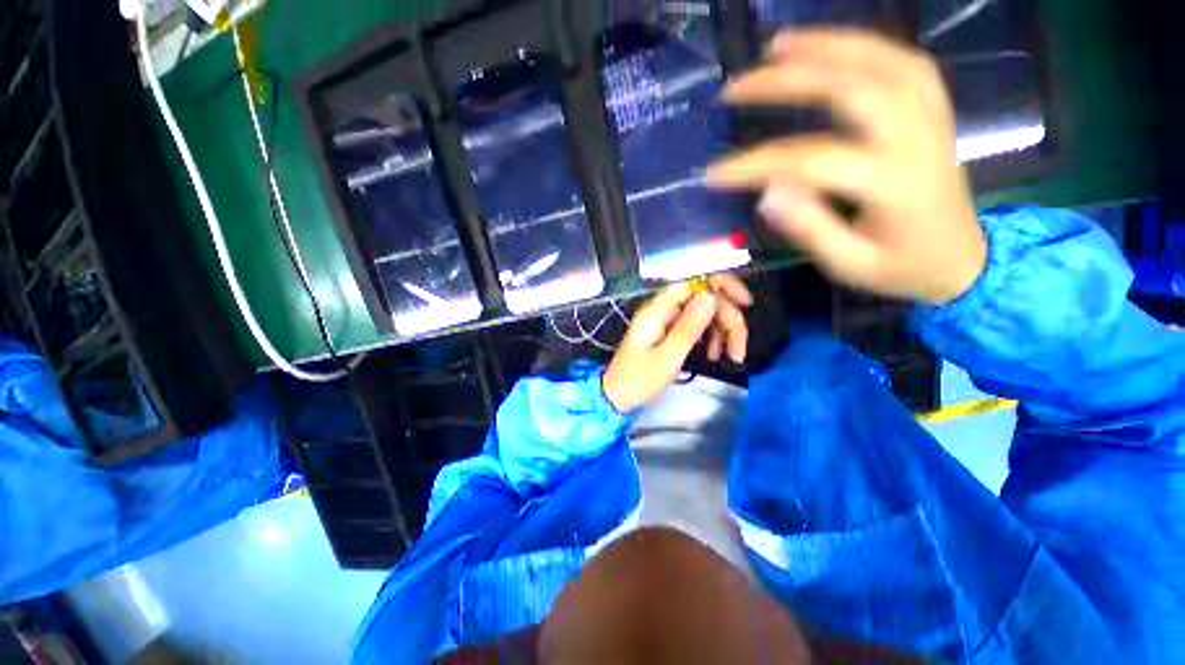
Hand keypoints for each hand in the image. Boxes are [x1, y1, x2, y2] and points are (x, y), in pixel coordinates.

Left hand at [603, 276, 752, 412]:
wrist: (618, 396)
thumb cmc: (639, 380)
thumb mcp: (667, 357)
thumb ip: (689, 327)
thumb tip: (711, 296)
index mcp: (659, 309)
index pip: (695, 281)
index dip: (723, 286)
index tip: (746, 305)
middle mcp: (664, 308)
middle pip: (705, 298)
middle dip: (728, 320)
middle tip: (738, 351)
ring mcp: (667, 319)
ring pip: (704, 313)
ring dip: (722, 332)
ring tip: (726, 357)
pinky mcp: (669, 331)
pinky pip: (697, 326)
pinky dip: (710, 338)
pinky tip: (714, 355)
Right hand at [707, 29, 986, 305]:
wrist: (963, 260)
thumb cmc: (901, 269)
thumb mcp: (849, 265)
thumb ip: (810, 229)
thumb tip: (766, 194)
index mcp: (893, 184)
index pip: (811, 161)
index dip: (757, 165)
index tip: (714, 173)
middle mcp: (916, 138)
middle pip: (850, 88)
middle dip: (787, 81)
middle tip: (737, 86)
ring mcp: (931, 118)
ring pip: (882, 60)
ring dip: (827, 45)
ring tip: (778, 45)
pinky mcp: (934, 112)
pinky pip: (905, 62)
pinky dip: (865, 47)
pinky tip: (833, 48)